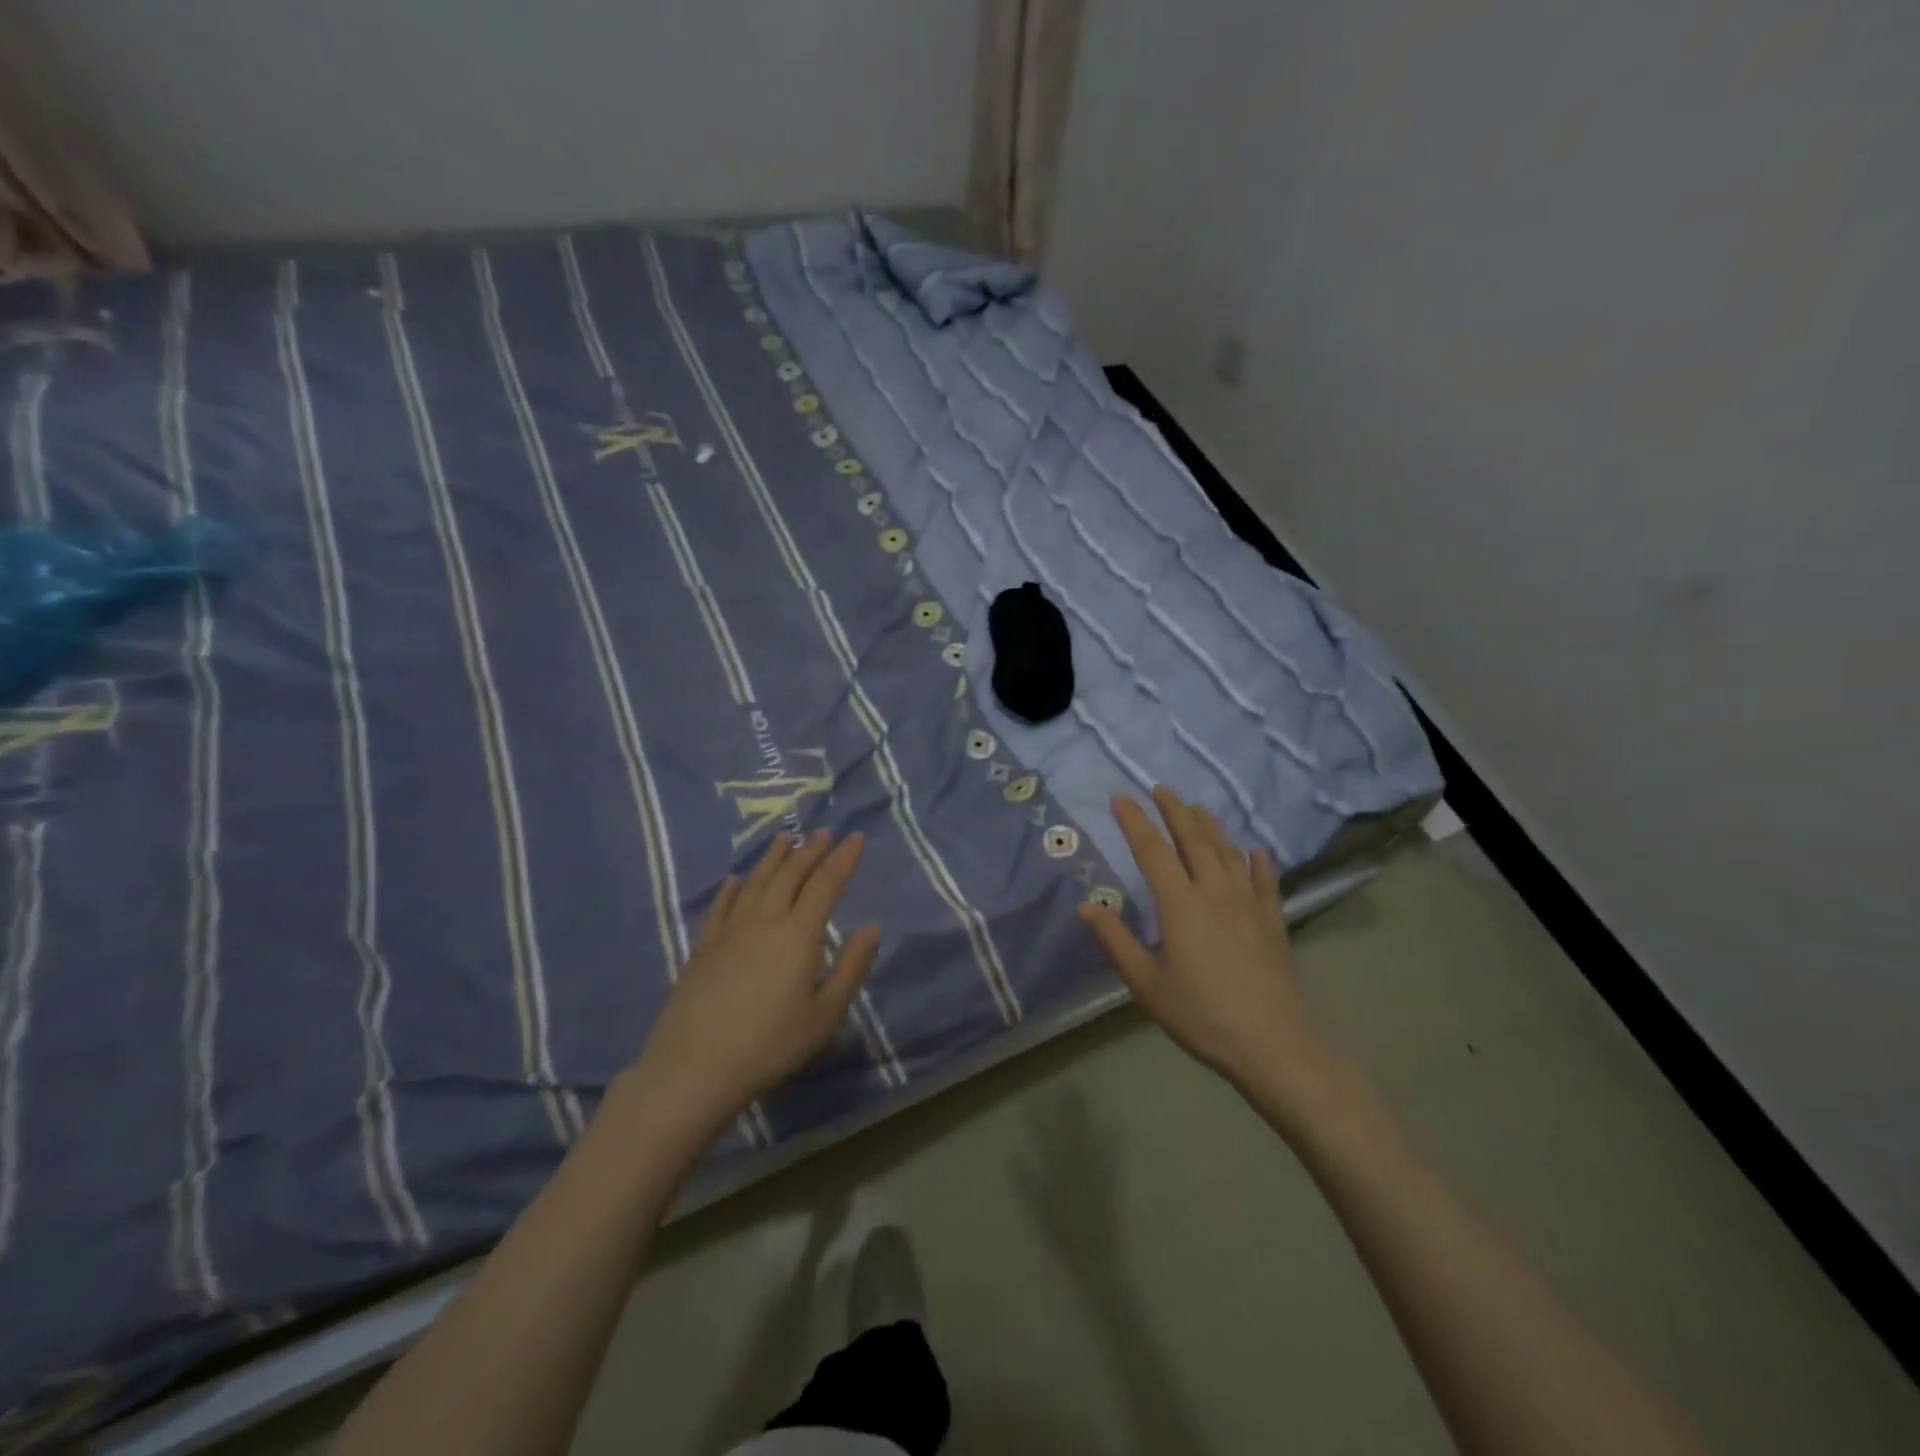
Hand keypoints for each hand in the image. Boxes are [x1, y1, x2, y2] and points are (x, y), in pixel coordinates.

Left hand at [624, 829, 879, 1147]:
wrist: (694, 1068)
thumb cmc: (770, 1045)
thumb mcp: (825, 1014)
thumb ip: (851, 967)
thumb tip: (872, 926)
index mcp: (798, 934)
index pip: (825, 884)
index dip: (843, 859)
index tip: (855, 837)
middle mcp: (764, 921)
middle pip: (790, 875)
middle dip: (810, 850)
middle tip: (824, 833)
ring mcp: (729, 931)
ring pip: (755, 882)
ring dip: (773, 858)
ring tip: (785, 839)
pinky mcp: (702, 948)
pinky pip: (720, 907)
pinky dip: (731, 889)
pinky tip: (734, 880)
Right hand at [1080, 788, 1331, 1095]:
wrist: (1271, 1044)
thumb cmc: (1200, 1014)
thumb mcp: (1145, 983)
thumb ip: (1115, 940)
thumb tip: (1085, 904)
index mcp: (1180, 904)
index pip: (1152, 850)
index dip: (1134, 821)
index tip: (1119, 798)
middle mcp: (1214, 892)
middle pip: (1193, 839)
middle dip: (1174, 810)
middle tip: (1160, 788)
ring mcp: (1248, 904)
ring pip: (1227, 852)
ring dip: (1210, 826)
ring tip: (1197, 808)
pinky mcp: (1273, 922)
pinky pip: (1265, 882)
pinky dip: (1258, 862)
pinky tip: (1256, 851)